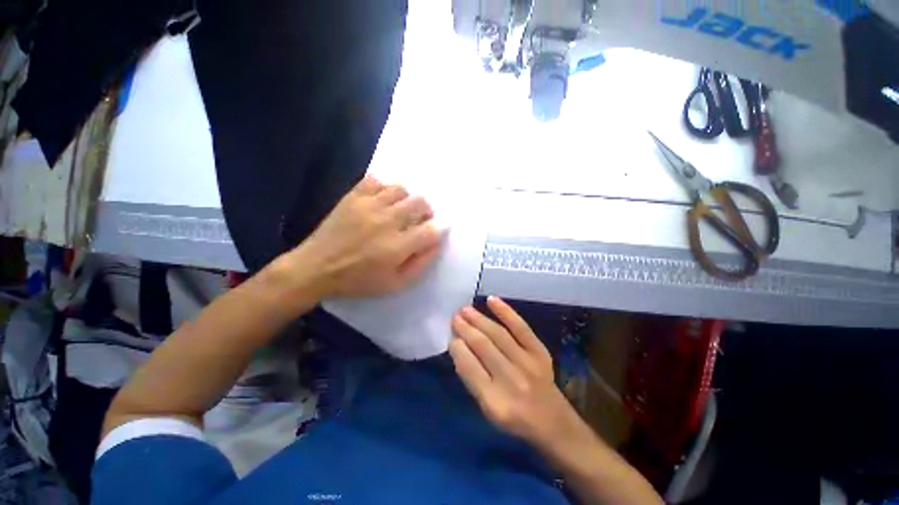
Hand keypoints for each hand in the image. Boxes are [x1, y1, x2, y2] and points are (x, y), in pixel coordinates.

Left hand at [289, 176, 444, 298]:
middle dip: (427, 212)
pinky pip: (376, 181)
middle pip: (420, 203)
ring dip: (407, 199)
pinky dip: (384, 188)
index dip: (440, 229)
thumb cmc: (358, 281)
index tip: (438, 230)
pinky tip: (382, 200)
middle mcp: (387, 221)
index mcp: (398, 246)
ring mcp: (369, 205)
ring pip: (401, 189)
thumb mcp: (395, 284)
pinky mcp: (353, 197)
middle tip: (420, 221)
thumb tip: (436, 243)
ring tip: (401, 210)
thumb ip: (420, 264)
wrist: (316, 268)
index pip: (432, 230)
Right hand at [449, 297, 580, 447]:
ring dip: (479, 319)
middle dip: (466, 329)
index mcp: (495, 402)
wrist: (554, 423)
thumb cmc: (515, 420)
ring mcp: (528, 363)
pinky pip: (521, 327)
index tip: (451, 337)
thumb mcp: (487, 410)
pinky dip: (506, 312)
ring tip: (465, 310)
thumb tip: (459, 348)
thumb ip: (472, 380)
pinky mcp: (540, 352)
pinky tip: (491, 300)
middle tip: (454, 317)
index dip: (458, 349)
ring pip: (498, 334)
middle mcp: (511, 380)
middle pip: (483, 346)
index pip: (470, 368)